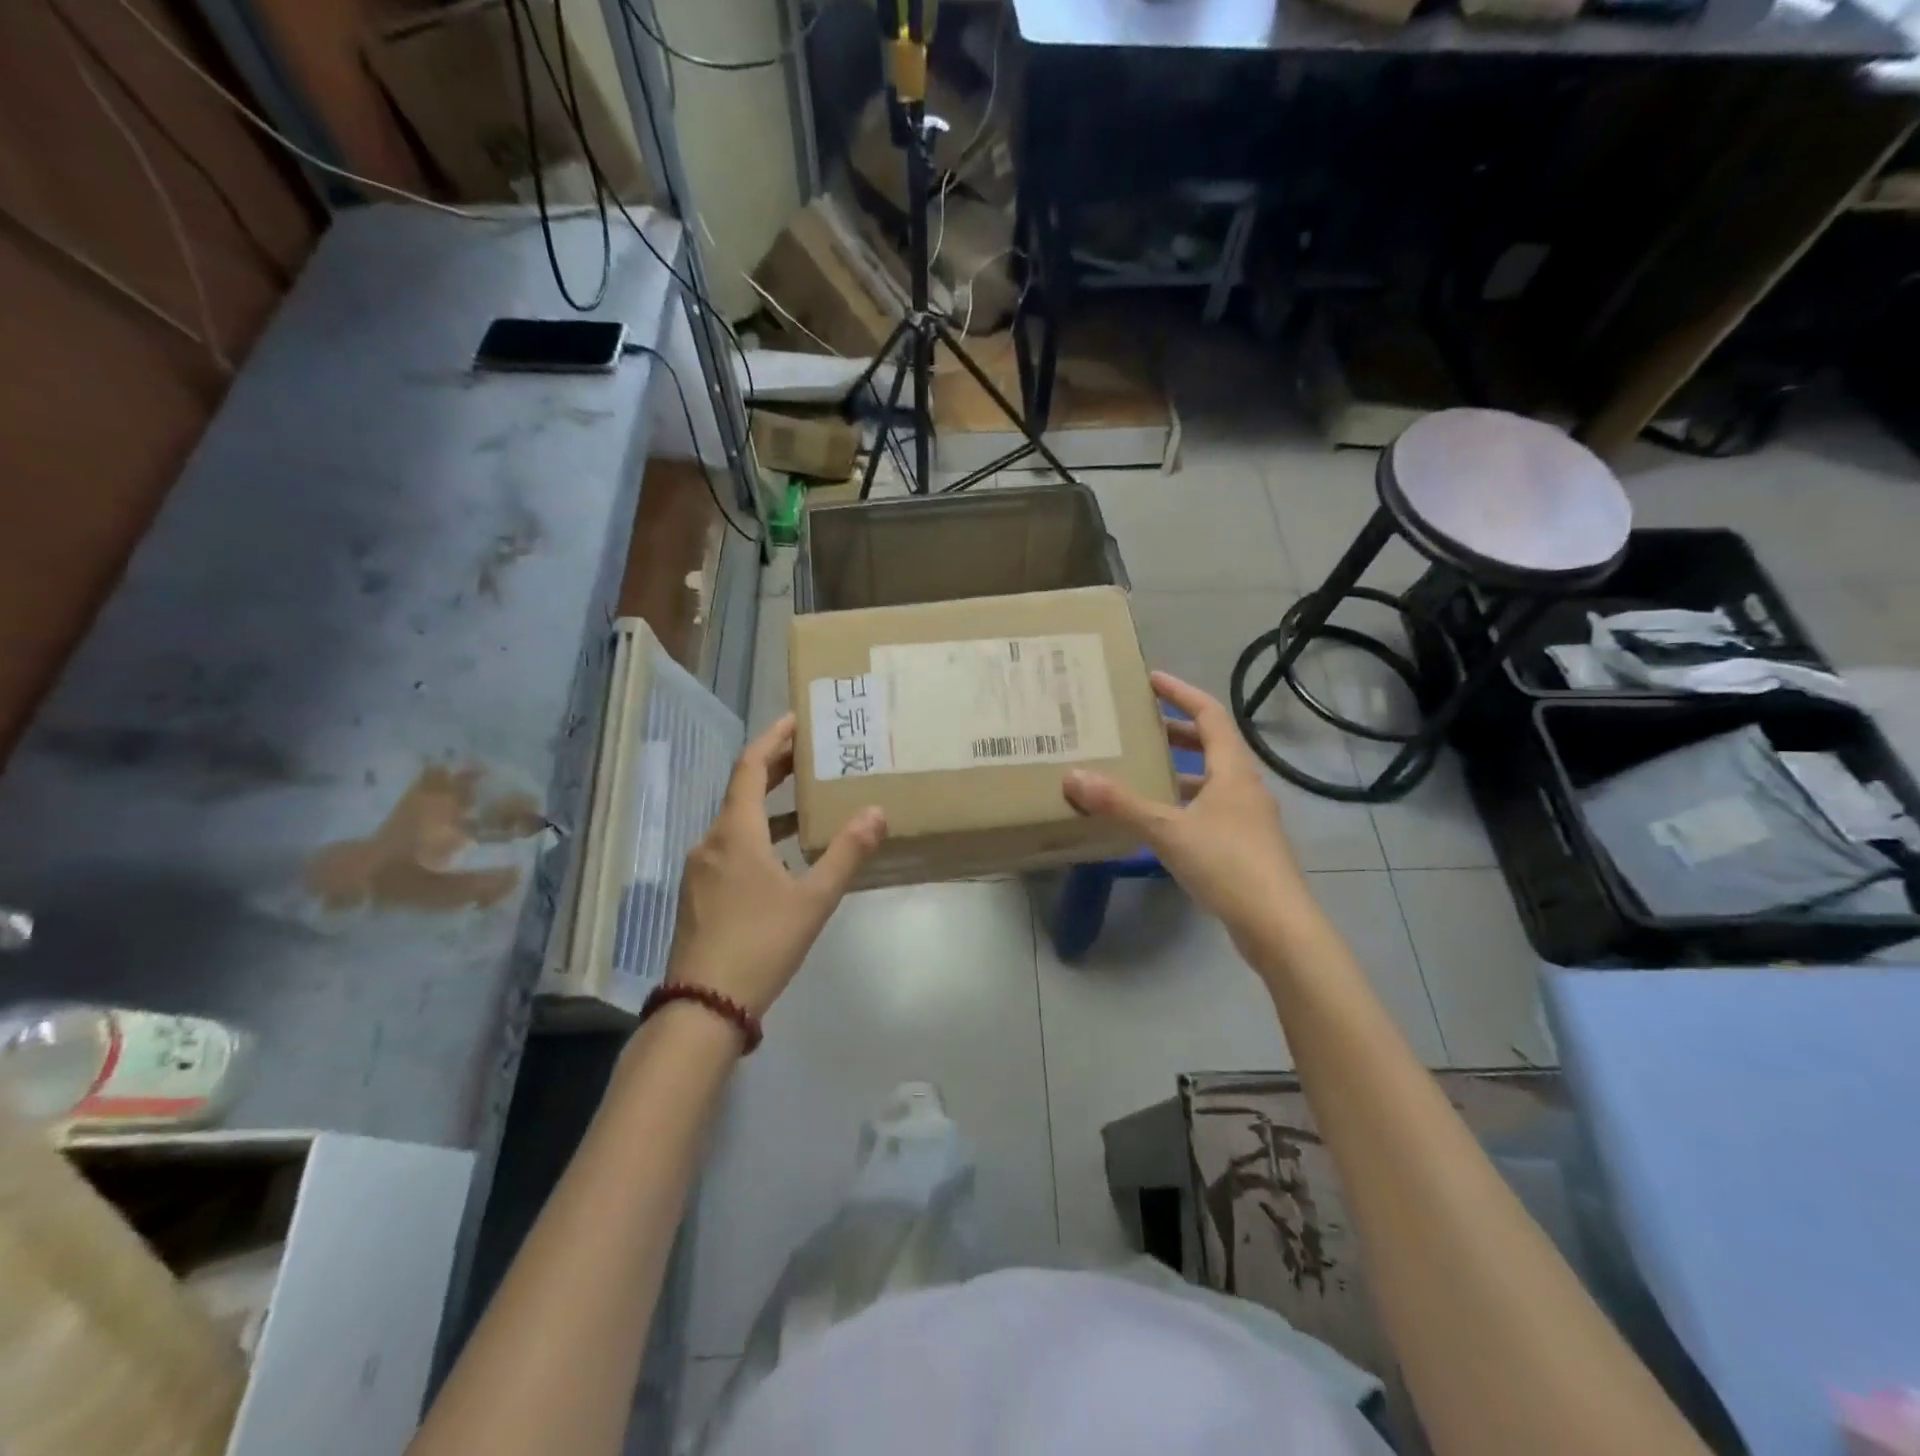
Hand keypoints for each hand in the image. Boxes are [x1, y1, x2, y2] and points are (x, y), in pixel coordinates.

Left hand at [664, 714, 886, 1018]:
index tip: (797, 720)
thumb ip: (846, 854)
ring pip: (736, 822)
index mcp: (734, 833)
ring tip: (805, 802)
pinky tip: (783, 857)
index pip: (750, 767)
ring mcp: (701, 870)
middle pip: (741, 791)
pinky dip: (758, 837)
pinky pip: (731, 849)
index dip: (773, 739)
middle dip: (775, 770)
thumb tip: (876, 812)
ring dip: (768, 806)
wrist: (704, 1006)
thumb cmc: (761, 943)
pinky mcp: (699, 895)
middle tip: (810, 755)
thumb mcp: (813, 899)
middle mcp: (711, 842)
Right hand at [1063, 672, 1308, 950]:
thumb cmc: (1227, 864)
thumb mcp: (1167, 830)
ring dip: (1180, 769)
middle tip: (1139, 726)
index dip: (1181, 692)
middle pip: (1212, 744)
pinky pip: (1212, 808)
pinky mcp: (1246, 846)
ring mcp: (1249, 818)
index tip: (1152, 679)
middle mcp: (1245, 786)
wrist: (1277, 925)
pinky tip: (1161, 819)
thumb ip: (1121, 804)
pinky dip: (1185, 801)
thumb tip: (1074, 776)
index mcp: (1233, 770)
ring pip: (1212, 779)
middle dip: (1176, 731)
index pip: (1209, 714)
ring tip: (1143, 769)